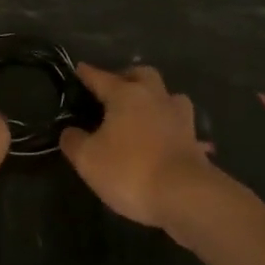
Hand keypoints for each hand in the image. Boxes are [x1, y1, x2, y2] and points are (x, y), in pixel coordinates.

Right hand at [60, 63, 215, 226]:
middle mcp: (154, 97)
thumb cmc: (130, 170)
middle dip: (128, 77)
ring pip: (170, 97)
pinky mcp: (195, 142)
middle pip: (142, 74)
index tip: (79, 68)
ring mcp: (180, 118)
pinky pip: (184, 130)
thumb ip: (74, 141)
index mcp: (125, 95)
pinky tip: (172, 142)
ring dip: (158, 100)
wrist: (186, 196)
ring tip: (146, 113)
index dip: (87, 73)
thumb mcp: (88, 159)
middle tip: (117, 90)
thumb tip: (70, 131)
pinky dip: (176, 132)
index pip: (100, 77)